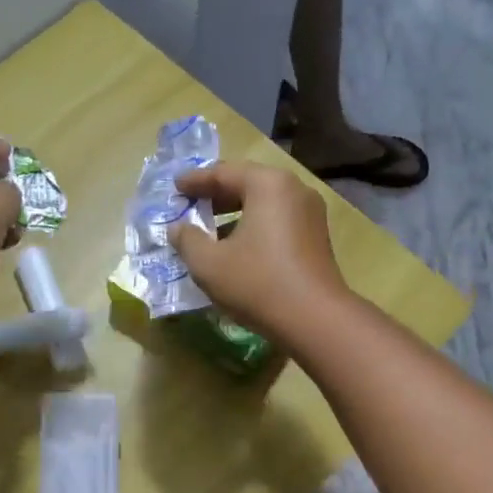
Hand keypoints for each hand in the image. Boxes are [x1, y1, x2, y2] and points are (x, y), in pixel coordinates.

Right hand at [171, 161, 350, 345]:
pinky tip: (238, 249)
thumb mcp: (209, 263)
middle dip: (216, 196)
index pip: (223, 173)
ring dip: (236, 214)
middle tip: (190, 206)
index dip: (195, 181)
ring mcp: (311, 214)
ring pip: (265, 205)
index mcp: (268, 184)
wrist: (315, 319)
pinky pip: (279, 222)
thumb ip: (187, 240)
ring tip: (210, 232)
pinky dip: (255, 228)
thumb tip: (178, 228)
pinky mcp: (318, 238)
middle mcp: (295, 190)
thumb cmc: (257, 283)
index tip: (175, 188)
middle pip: (248, 184)